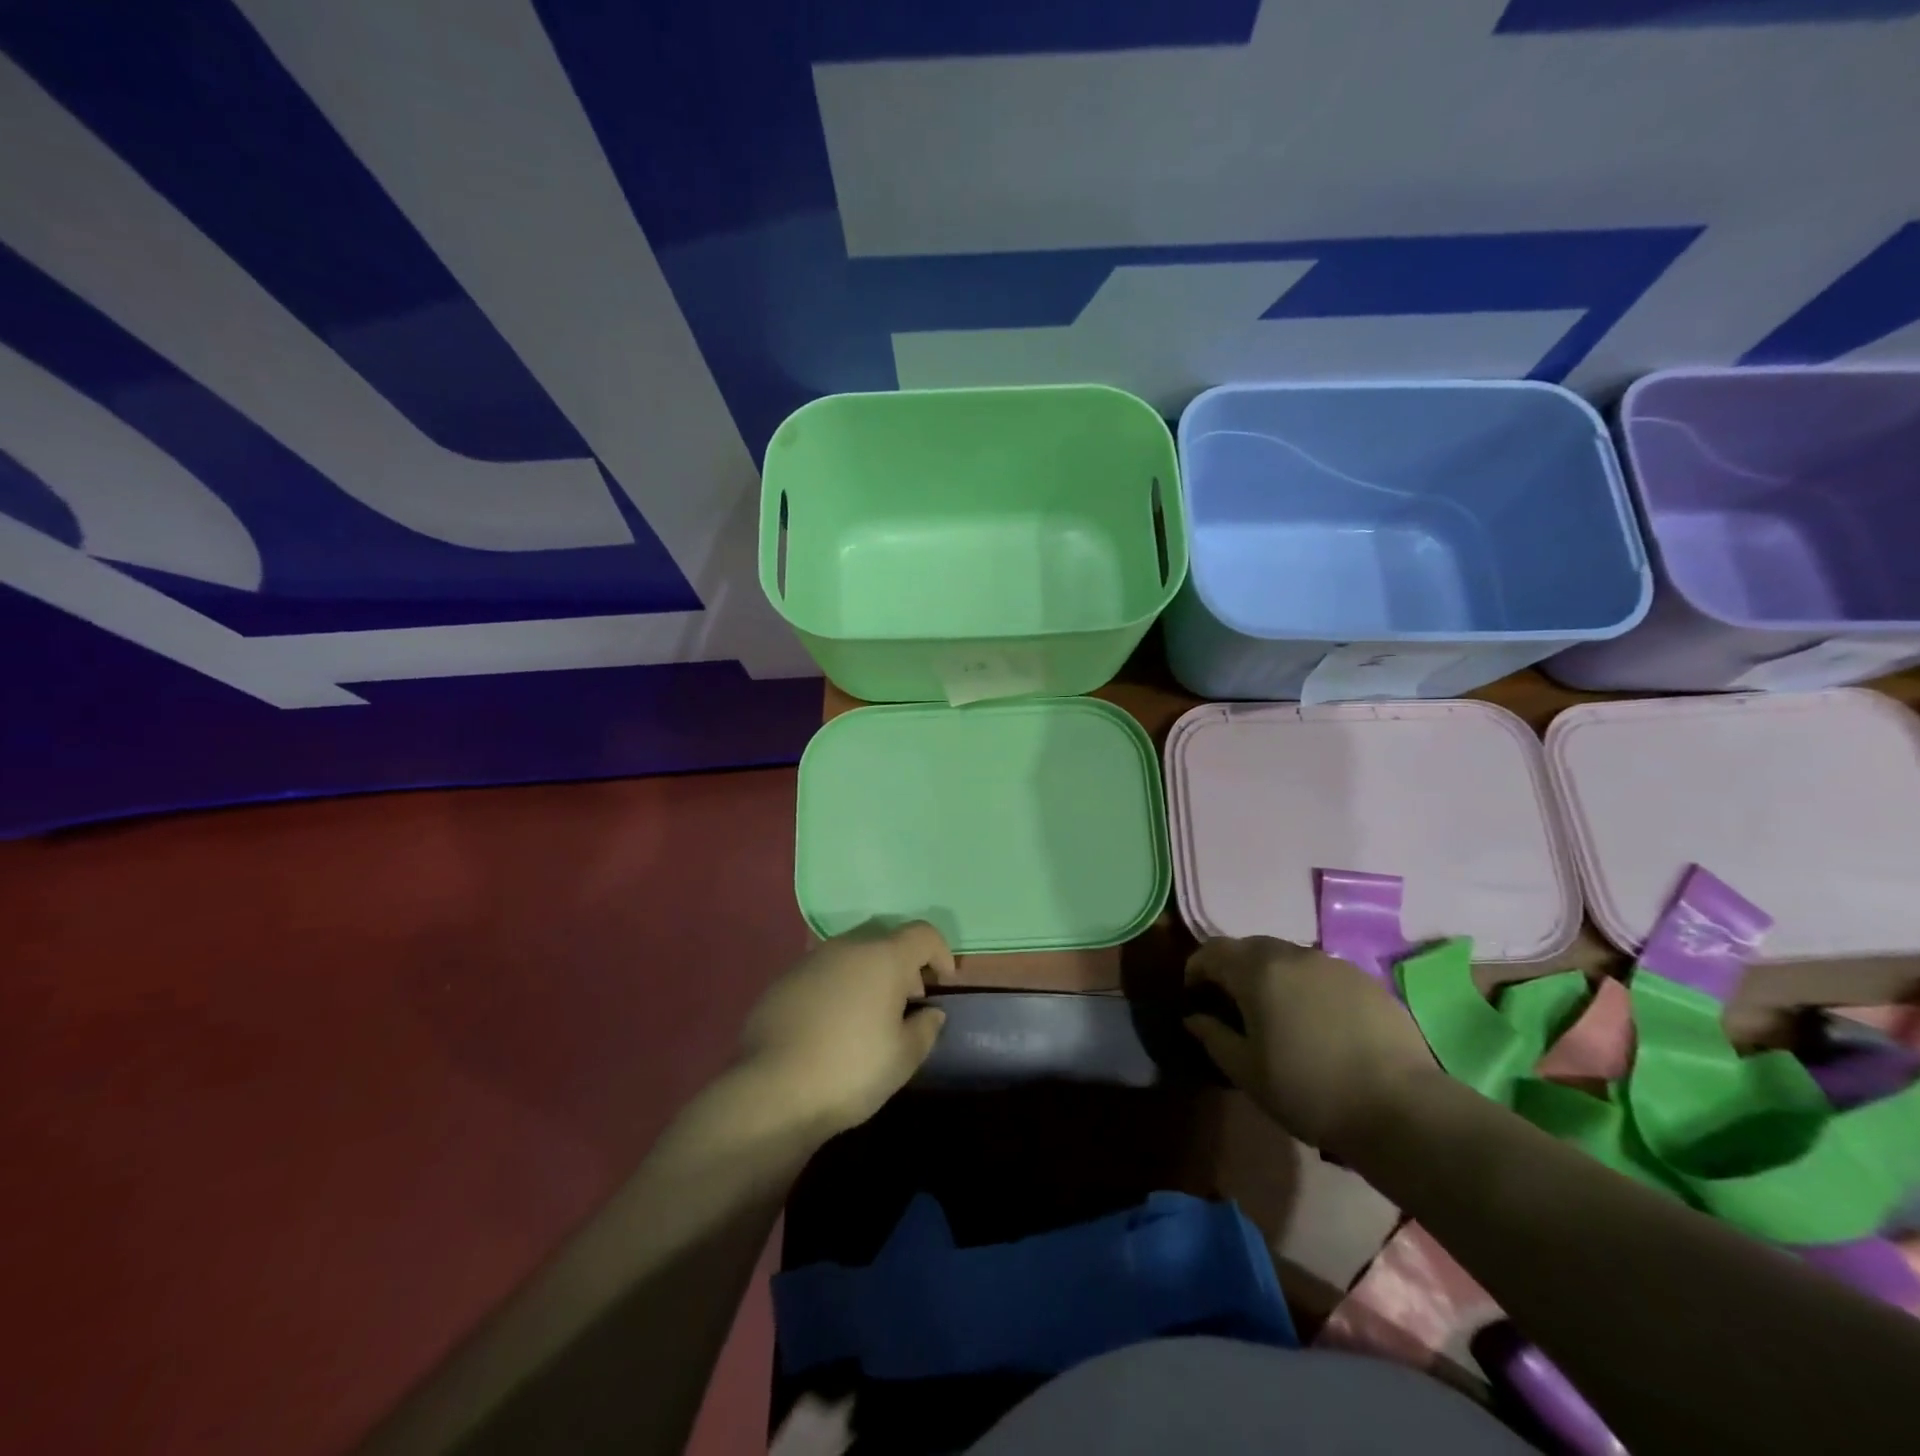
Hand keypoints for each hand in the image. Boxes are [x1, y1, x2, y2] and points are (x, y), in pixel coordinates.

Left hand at [739, 920, 954, 1136]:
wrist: (771, 1090)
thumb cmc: (851, 1070)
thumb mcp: (903, 1057)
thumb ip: (925, 1028)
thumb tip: (930, 1012)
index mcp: (883, 957)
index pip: (923, 933)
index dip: (940, 953)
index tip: (943, 983)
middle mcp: (847, 947)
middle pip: (886, 941)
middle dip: (903, 965)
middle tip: (908, 1003)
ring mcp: (810, 961)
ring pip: (851, 956)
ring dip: (868, 976)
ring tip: (868, 1017)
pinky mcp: (783, 981)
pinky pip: (823, 974)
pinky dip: (837, 988)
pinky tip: (831, 1026)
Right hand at [1184, 936, 1435, 1152]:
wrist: (1401, 1109)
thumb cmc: (1309, 1091)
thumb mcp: (1247, 1072)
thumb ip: (1213, 1037)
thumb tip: (1195, 1018)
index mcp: (1257, 971)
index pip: (1212, 951)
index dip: (1196, 968)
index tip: (1195, 996)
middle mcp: (1293, 954)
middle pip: (1250, 947)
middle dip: (1233, 969)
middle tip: (1233, 1004)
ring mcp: (1333, 964)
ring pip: (1288, 957)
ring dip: (1271, 975)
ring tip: (1277, 1013)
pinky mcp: (1366, 980)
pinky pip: (1321, 972)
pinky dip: (1307, 986)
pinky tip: (1318, 1022)